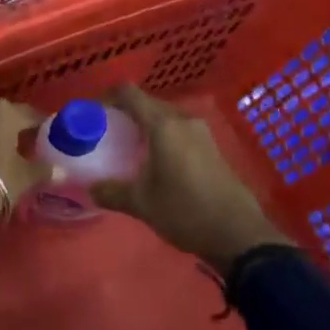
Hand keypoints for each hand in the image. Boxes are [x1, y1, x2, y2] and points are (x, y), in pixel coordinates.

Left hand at [0, 99, 50, 257]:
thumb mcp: (23, 179)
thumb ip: (43, 171)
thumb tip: (60, 169)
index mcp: (4, 111)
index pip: (32, 115)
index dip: (45, 128)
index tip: (54, 141)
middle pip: (7, 119)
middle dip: (19, 133)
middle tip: (33, 152)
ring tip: (10, 161)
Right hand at [92, 85, 289, 266]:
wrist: (240, 235)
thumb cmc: (185, 211)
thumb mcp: (141, 204)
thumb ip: (111, 191)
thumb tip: (90, 188)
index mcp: (163, 125)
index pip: (128, 93)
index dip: (106, 97)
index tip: (92, 113)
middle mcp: (182, 121)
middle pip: (147, 103)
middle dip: (124, 112)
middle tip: (106, 132)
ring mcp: (201, 133)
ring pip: (165, 117)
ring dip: (145, 125)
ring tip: (128, 145)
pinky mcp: (212, 148)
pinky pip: (179, 130)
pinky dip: (162, 136)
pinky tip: (154, 159)